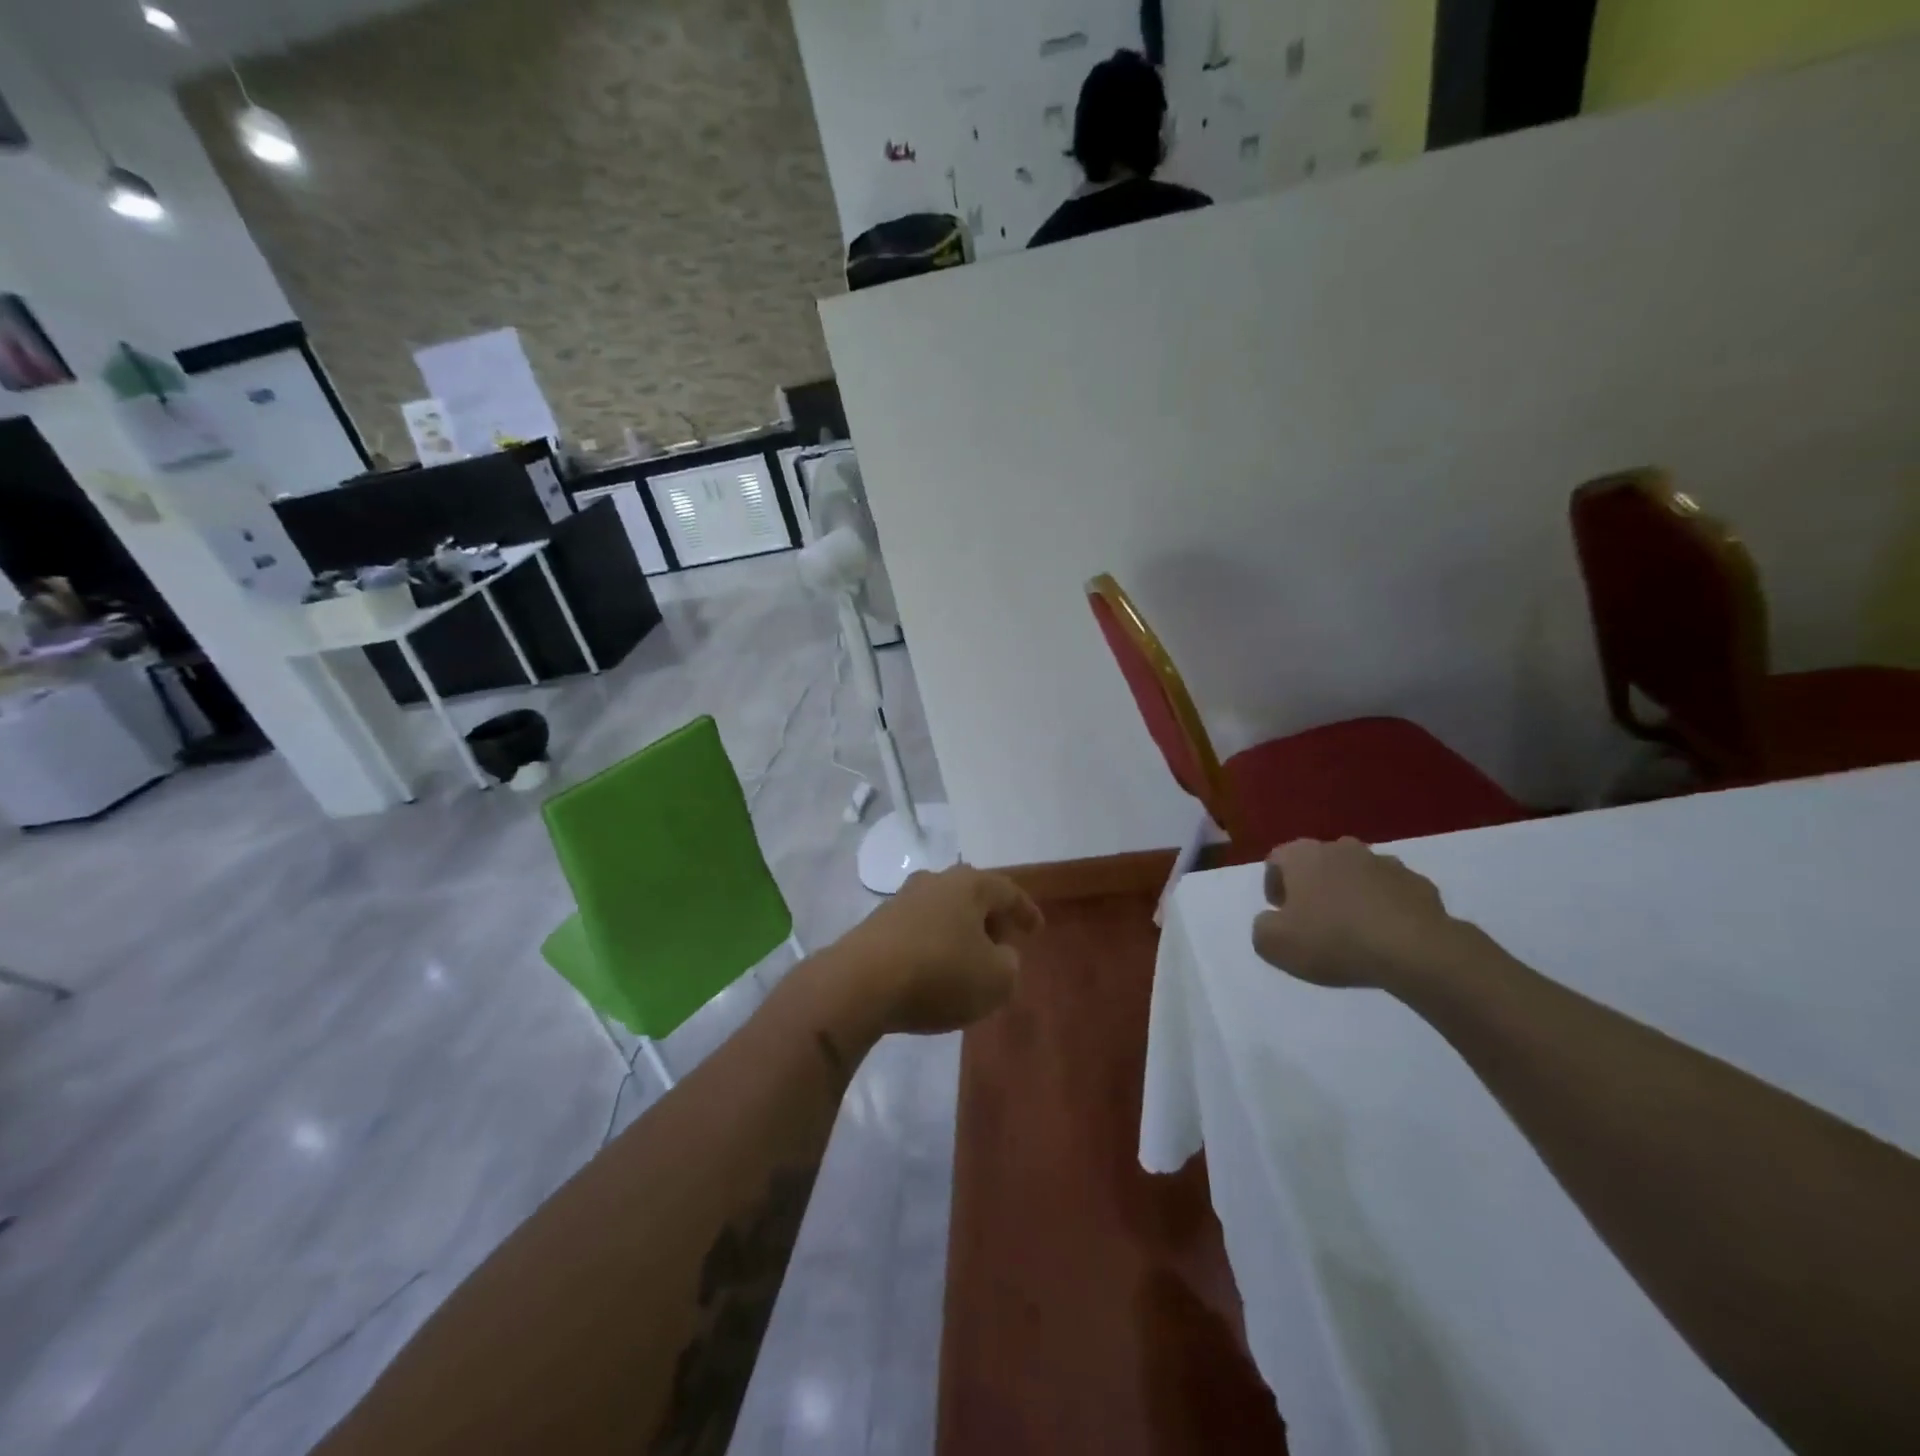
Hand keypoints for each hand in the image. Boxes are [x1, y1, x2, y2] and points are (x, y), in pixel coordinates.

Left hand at [830, 866, 1043, 1035]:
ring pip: (942, 913)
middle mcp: (935, 882)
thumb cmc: (940, 974)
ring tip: (968, 964)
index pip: (1007, 891)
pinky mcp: (876, 925)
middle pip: (972, 897)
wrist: (860, 983)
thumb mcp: (996, 980)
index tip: (1036, 930)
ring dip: (959, 935)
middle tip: (1003, 946)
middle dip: (990, 921)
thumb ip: (1009, 965)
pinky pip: (918, 932)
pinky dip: (933, 947)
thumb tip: (999, 955)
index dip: (1025, 911)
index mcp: (969, 885)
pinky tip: (934, 973)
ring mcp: (901, 901)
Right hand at [1251, 838, 1467, 990]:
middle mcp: (1340, 848)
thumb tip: (1271, 921)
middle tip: (1314, 921)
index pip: (1276, 860)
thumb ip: (1261, 927)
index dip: (1274, 886)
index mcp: (1302, 856)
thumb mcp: (1274, 944)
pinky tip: (1386, 935)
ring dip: (1350, 894)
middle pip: (1318, 863)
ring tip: (1353, 929)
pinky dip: (1384, 906)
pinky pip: (1391, 892)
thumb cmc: (1333, 940)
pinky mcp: (1418, 883)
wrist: (1414, 950)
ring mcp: (1383, 862)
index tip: (1281, 914)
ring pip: (1356, 875)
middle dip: (1313, 887)